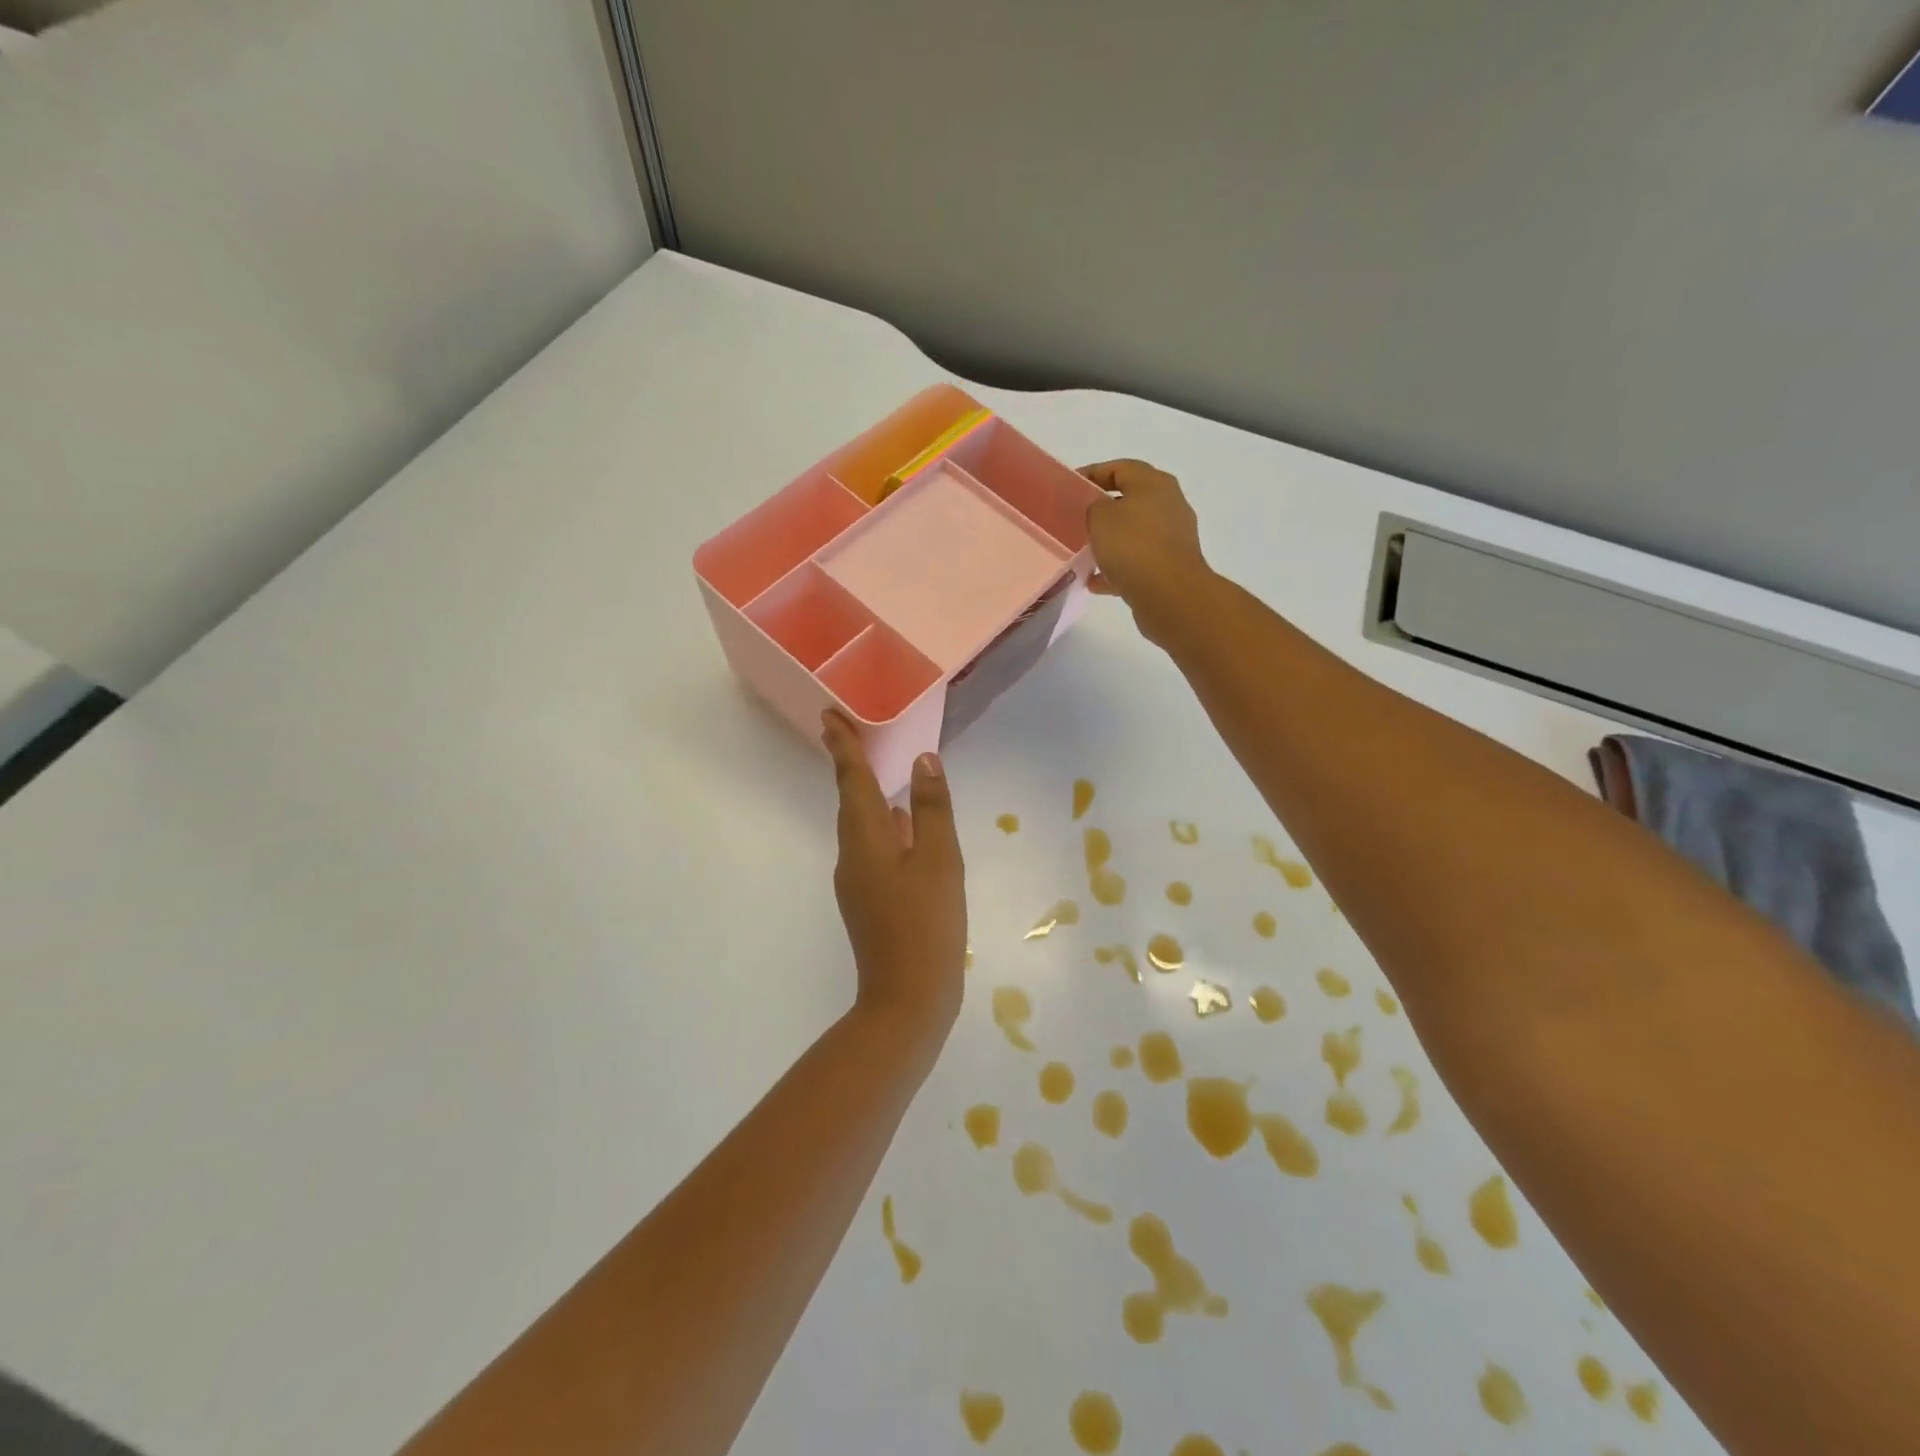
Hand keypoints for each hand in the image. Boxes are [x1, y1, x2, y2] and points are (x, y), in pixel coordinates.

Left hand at [821, 711, 966, 1055]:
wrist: (907, 1000)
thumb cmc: (926, 924)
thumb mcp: (939, 861)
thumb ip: (930, 809)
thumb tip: (923, 761)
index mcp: (865, 840)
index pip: (851, 781)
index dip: (842, 747)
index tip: (828, 716)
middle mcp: (852, 856)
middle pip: (850, 801)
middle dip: (850, 767)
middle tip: (852, 734)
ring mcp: (858, 882)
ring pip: (861, 827)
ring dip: (867, 796)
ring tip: (880, 773)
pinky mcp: (869, 902)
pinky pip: (873, 849)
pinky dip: (883, 828)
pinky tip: (902, 828)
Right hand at [1081, 459, 1212, 645]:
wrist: (1169, 595)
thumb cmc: (1133, 546)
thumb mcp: (1100, 516)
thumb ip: (1093, 506)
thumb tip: (1099, 512)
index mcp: (1154, 484)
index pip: (1120, 468)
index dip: (1093, 473)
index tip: (1069, 486)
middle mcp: (1168, 506)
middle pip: (1130, 500)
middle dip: (1102, 509)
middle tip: (1075, 518)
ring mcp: (1171, 538)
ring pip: (1133, 534)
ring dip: (1109, 542)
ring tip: (1083, 551)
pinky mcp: (1169, 568)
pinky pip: (1137, 563)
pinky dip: (1116, 569)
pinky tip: (1094, 581)